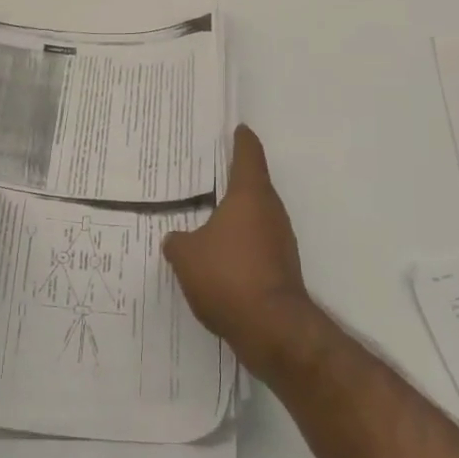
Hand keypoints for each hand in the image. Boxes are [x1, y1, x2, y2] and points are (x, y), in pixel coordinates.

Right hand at [163, 126, 320, 378]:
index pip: (249, 154)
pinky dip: (240, 243)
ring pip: (255, 216)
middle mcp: (271, 211)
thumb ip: (177, 241)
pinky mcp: (281, 268)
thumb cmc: (228, 276)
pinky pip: (256, 244)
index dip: (241, 139)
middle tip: (206, 173)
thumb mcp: (186, 256)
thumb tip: (176, 239)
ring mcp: (281, 241)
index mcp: (250, 195)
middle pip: (253, 184)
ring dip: (235, 215)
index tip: (236, 128)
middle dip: (232, 179)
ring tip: (206, 216)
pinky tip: (218, 256)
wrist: (272, 329)